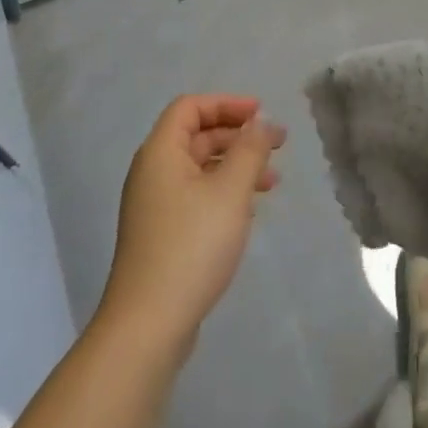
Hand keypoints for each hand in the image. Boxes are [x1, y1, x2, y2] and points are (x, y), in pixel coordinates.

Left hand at [97, 94, 285, 360]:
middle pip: (196, 136)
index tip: (262, 114)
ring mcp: (154, 205)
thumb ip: (249, 150)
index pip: (190, 108)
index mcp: (160, 152)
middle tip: (278, 145)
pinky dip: (223, 192)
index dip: (227, 104)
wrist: (149, 323)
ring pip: (199, 169)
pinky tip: (248, 212)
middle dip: (237, 136)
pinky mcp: (161, 233)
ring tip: (272, 182)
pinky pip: (195, 196)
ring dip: (235, 166)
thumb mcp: (230, 192)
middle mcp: (152, 172)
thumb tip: (261, 123)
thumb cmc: (192, 245)